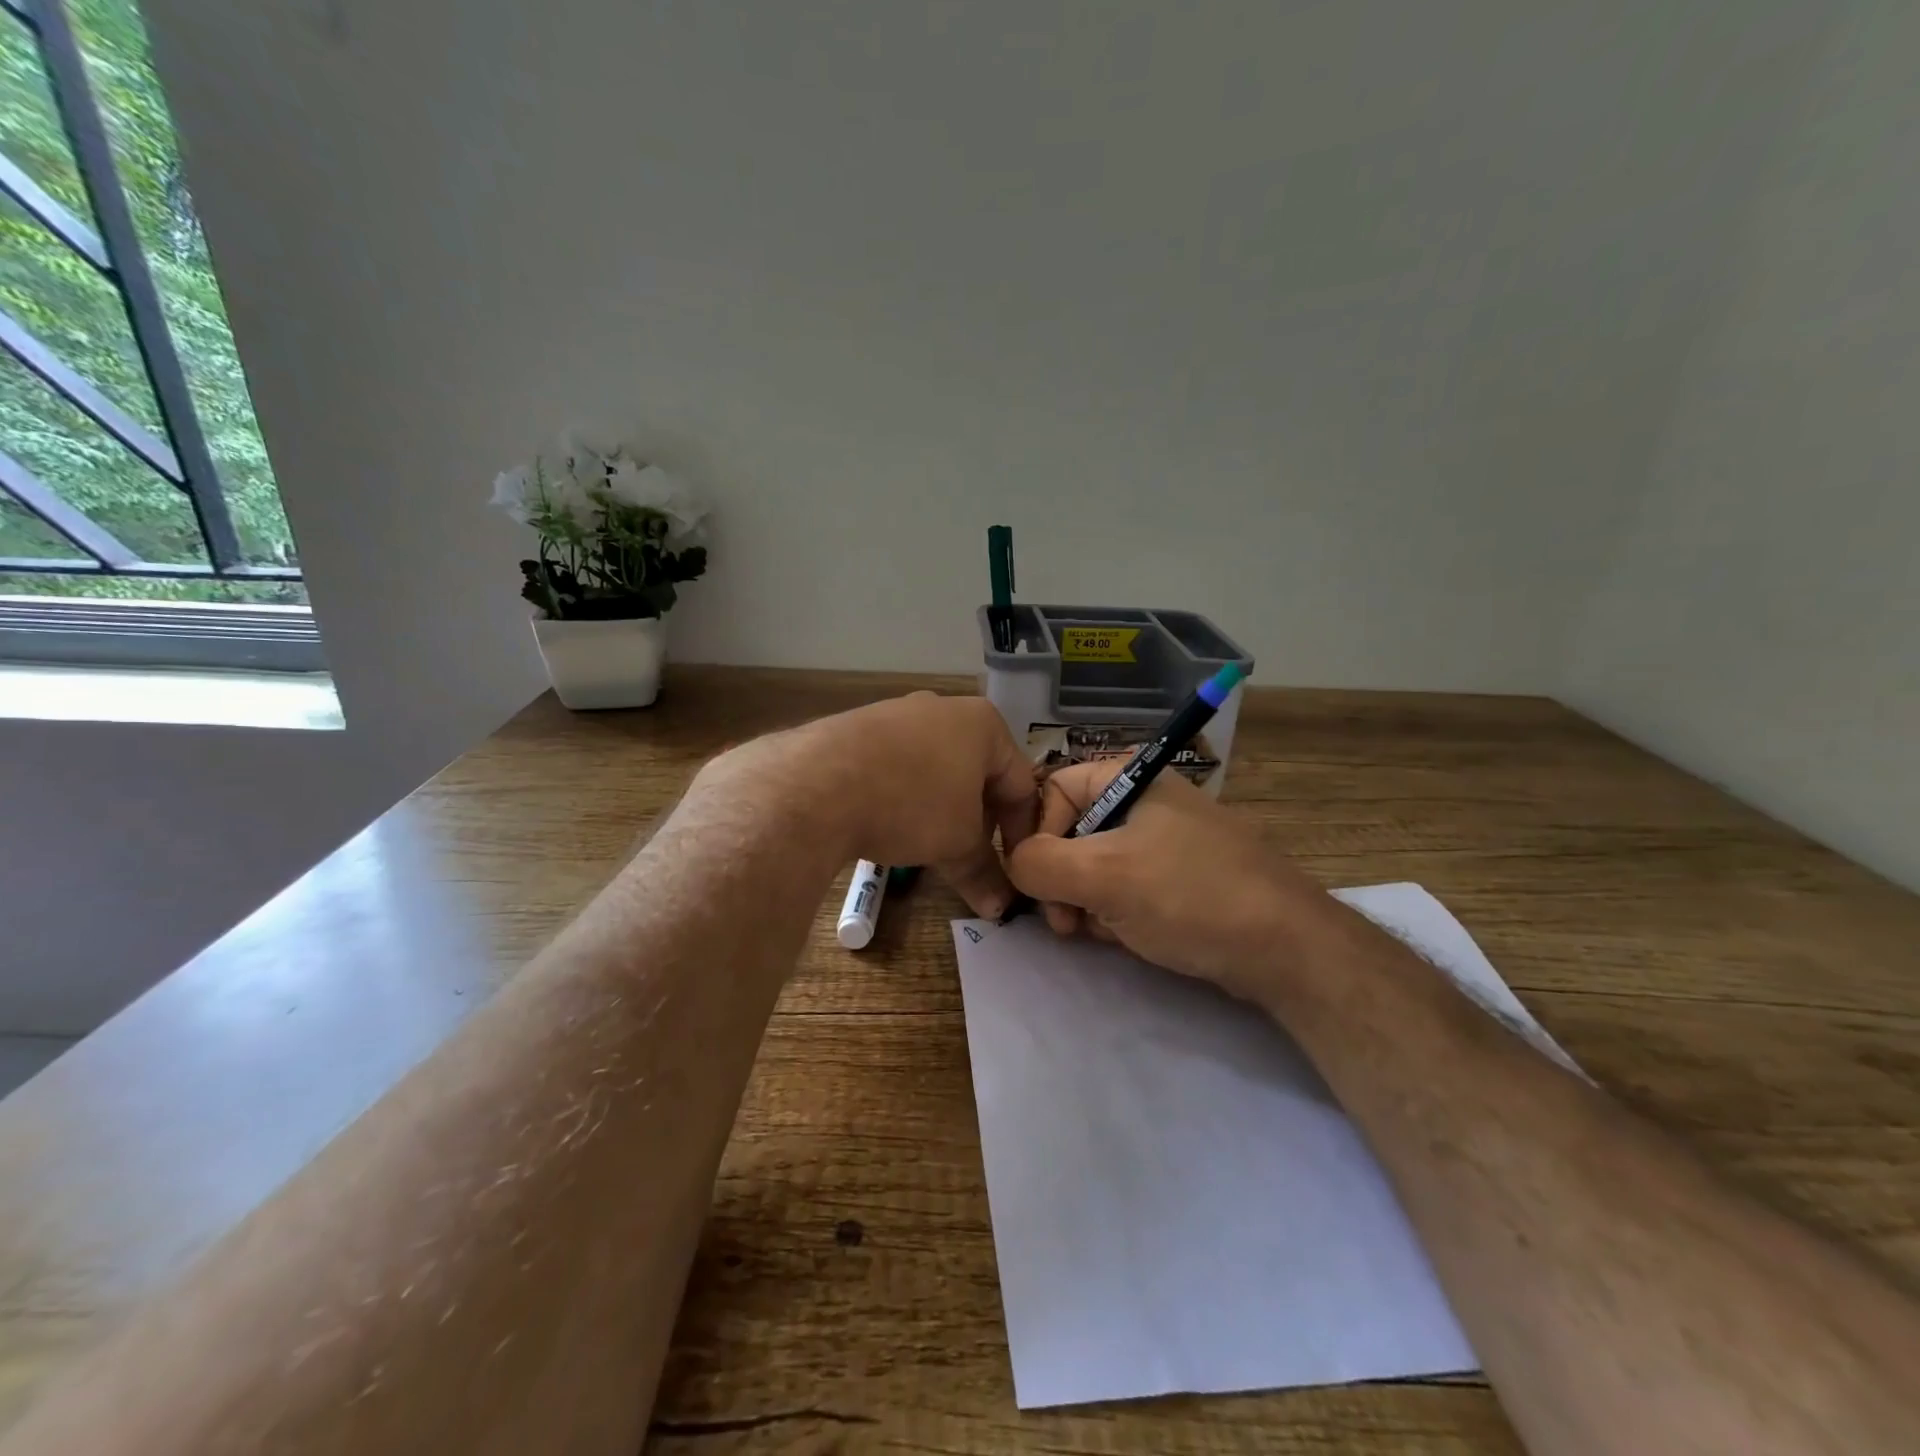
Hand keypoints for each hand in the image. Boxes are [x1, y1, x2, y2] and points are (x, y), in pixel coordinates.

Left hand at [703, 693, 1039, 918]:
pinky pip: (898, 763)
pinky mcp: (860, 726)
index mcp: (983, 724)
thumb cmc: (910, 804)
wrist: (816, 782)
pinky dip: (905, 794)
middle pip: (978, 773)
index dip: (1022, 831)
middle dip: (980, 820)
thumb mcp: (955, 843)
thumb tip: (1000, 908)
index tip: (1014, 868)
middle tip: (971, 857)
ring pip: (937, 768)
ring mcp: (899, 712)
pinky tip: (889, 821)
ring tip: (928, 844)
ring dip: (942, 809)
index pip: (1021, 783)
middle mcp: (945, 708)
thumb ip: (983, 872)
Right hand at [1006, 761, 1337, 1006]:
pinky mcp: (1180, 876)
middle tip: (1065, 922)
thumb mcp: (1103, 876)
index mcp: (1129, 778)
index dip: (1034, 836)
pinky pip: (1126, 886)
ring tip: (1100, 932)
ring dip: (1085, 901)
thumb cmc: (1188, 896)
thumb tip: (1014, 863)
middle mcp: (1145, 800)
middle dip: (1061, 880)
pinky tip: (1128, 936)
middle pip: (1071, 831)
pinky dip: (1115, 911)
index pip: (1052, 791)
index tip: (1035, 883)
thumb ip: (1039, 864)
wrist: (1286, 948)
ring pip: (1095, 865)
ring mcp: (1165, 839)